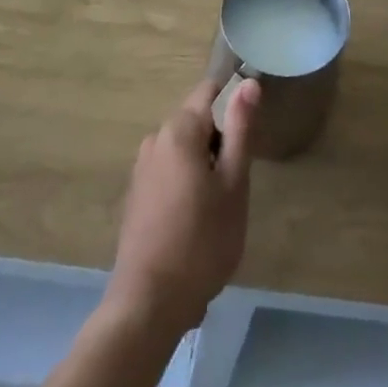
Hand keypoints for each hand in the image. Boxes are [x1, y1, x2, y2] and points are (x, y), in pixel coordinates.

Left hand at [105, 78, 258, 335]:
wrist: (149, 303)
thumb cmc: (202, 241)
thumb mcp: (233, 183)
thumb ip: (240, 128)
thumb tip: (248, 83)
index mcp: (179, 129)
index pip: (211, 90)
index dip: (235, 103)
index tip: (250, 136)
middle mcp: (155, 138)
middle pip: (197, 118)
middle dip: (220, 138)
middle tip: (238, 177)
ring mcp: (142, 167)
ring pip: (184, 146)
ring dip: (204, 161)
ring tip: (220, 202)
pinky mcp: (136, 193)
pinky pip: (169, 168)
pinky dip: (187, 179)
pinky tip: (196, 217)